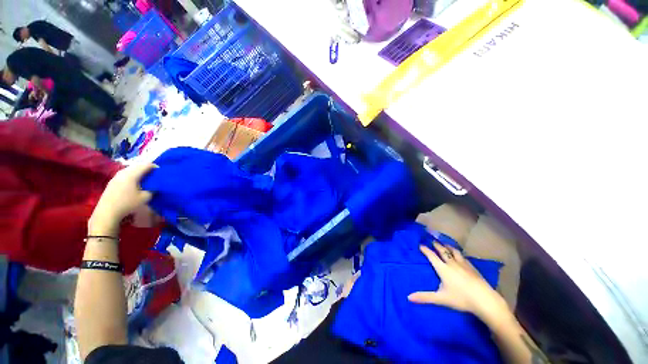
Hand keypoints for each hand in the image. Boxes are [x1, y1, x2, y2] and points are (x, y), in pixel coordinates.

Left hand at [89, 163, 155, 235]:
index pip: (146, 165)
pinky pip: (125, 175)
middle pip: (138, 166)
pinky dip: (132, 176)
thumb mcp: (145, 197)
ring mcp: (116, 176)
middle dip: (147, 169)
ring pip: (131, 170)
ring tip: (145, 179)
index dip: (155, 167)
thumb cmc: (128, 203)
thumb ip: (152, 190)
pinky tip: (135, 184)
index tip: (161, 172)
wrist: (107, 212)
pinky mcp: (113, 181)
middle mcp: (123, 172)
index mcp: (132, 174)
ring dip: (139, 173)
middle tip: (154, 175)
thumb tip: (155, 187)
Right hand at [408, 242, 508, 322]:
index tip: (421, 245)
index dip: (425, 250)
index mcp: (443, 269)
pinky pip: (463, 257)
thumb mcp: (441, 299)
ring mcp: (464, 265)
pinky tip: (460, 256)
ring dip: (448, 247)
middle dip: (437, 245)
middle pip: (443, 251)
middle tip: (432, 241)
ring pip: (454, 252)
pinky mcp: (473, 268)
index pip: (431, 256)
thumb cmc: (461, 299)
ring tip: (445, 244)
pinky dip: (458, 253)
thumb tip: (409, 297)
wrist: (485, 300)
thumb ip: (425, 297)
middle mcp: (452, 263)